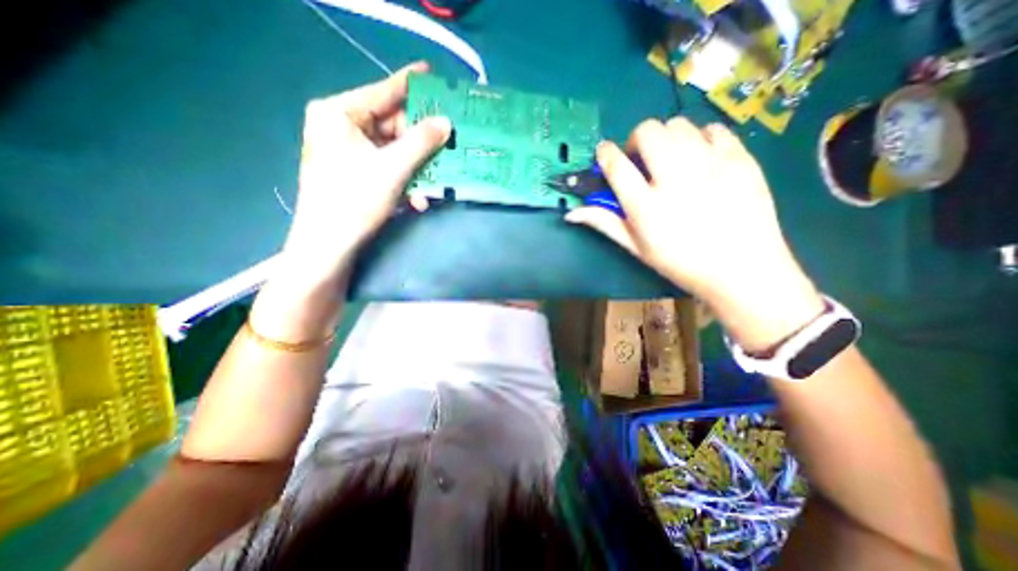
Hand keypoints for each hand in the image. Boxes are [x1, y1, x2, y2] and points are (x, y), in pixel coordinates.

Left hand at [279, 62, 450, 287]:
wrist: (329, 245)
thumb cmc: (354, 200)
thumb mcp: (392, 168)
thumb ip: (421, 142)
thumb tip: (446, 122)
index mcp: (339, 113)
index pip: (382, 91)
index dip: (411, 84)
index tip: (434, 75)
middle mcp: (341, 127)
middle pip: (391, 125)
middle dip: (421, 142)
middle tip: (448, 142)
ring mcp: (348, 152)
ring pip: (393, 151)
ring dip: (417, 169)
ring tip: (436, 180)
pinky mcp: (356, 173)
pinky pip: (387, 168)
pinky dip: (405, 181)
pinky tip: (418, 199)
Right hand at [570, 119, 821, 349]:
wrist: (742, 269)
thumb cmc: (680, 263)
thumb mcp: (637, 248)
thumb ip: (604, 223)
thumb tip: (572, 213)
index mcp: (646, 205)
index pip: (616, 164)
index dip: (605, 153)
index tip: (605, 154)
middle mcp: (675, 177)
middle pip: (647, 131)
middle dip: (636, 140)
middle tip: (641, 159)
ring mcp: (711, 164)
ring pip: (678, 125)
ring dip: (666, 138)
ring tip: (671, 160)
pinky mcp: (740, 158)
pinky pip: (713, 129)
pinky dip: (699, 139)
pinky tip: (700, 159)